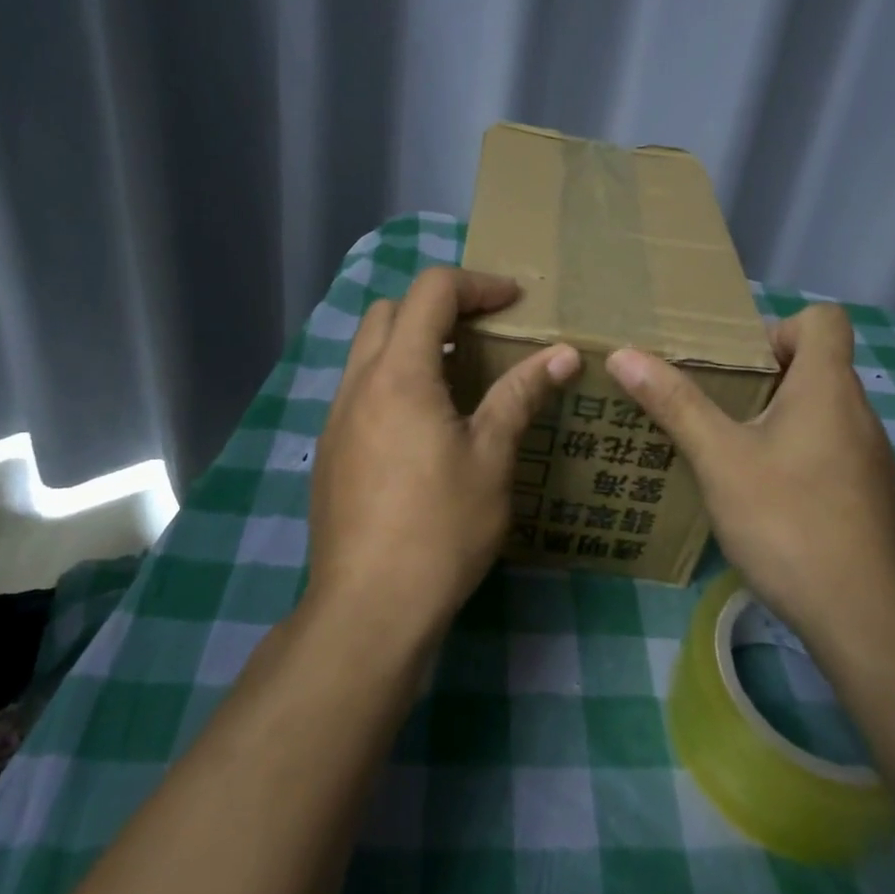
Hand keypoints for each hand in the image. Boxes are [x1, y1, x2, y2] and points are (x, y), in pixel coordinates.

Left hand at [307, 267, 580, 643]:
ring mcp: (336, 417)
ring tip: (458, 373)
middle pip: (389, 310)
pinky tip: (425, 423)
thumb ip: (521, 395)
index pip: (431, 291)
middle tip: (483, 332)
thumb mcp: (492, 458)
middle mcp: (358, 383)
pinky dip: (394, 378)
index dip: (478, 284)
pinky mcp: (331, 450)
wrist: (369, 609)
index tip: (515, 302)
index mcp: (399, 373)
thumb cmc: (440, 528)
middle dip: (437, 306)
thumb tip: (563, 353)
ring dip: (411, 341)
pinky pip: (360, 388)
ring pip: (368, 349)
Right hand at [606, 304, 894, 649]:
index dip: (779, 328)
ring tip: (729, 450)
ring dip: (776, 418)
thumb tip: (624, 355)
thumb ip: (674, 404)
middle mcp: (858, 413)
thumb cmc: (788, 521)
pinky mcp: (869, 496)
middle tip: (715, 406)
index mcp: (827, 388)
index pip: (824, 320)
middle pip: (816, 365)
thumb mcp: (719, 459)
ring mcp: (870, 458)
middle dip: (762, 378)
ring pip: (821, 412)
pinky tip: (763, 496)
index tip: (739, 365)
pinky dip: (796, 454)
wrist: (863, 620)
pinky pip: (830, 450)